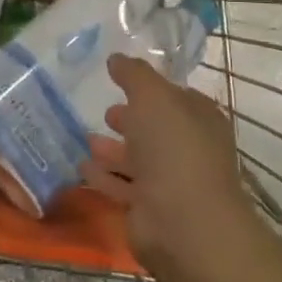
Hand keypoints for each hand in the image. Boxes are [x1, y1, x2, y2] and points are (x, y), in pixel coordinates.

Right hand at [81, 54, 252, 279]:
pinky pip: (122, 186)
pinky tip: (82, 167)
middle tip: (106, 113)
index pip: (175, 97)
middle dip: (130, 120)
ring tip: (86, 139)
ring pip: (137, 159)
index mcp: (199, 119)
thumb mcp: (153, 97)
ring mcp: (170, 183)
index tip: (122, 81)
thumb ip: (133, 74)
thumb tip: (116, 58)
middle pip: (155, 129)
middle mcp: (189, 150)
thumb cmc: (174, 149)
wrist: (184, 222)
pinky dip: (104, 176)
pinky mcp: (149, 210)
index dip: (150, 89)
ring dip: (112, 150)